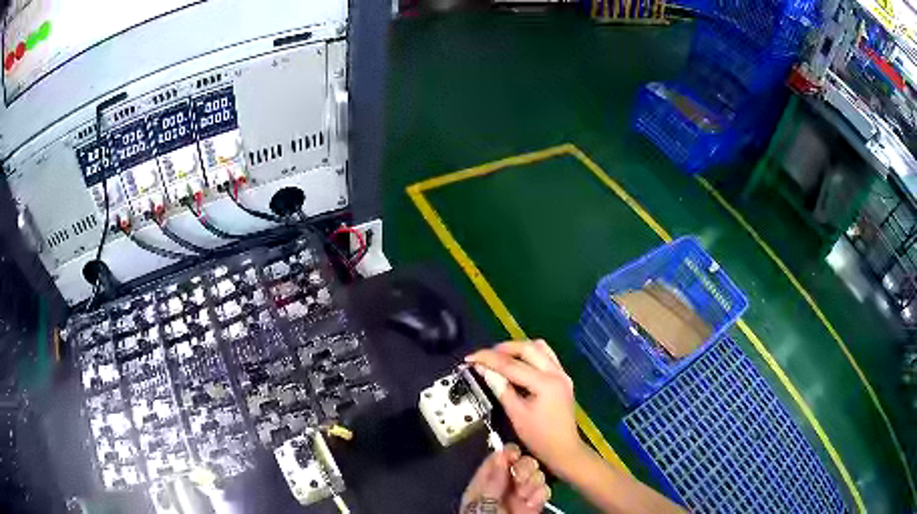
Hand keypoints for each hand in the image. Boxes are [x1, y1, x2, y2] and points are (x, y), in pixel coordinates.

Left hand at [460, 444, 550, 513]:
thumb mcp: (482, 503)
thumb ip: (492, 481)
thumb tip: (500, 454)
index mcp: (483, 485)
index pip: (494, 462)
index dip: (505, 453)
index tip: (515, 451)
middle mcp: (502, 488)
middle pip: (518, 465)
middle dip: (524, 468)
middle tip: (523, 476)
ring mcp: (519, 497)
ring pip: (533, 476)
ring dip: (534, 481)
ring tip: (527, 494)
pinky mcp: (533, 506)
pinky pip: (542, 491)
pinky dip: (541, 494)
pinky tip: (534, 501)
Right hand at [466, 340, 585, 479]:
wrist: (564, 449)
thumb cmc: (539, 437)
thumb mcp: (516, 414)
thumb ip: (501, 389)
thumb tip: (484, 370)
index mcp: (545, 383)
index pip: (512, 364)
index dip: (489, 359)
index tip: (470, 358)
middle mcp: (556, 372)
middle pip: (528, 348)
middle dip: (503, 348)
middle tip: (484, 356)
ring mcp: (562, 373)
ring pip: (539, 348)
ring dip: (518, 349)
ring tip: (499, 357)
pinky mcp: (563, 377)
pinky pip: (546, 356)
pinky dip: (529, 355)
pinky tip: (517, 363)